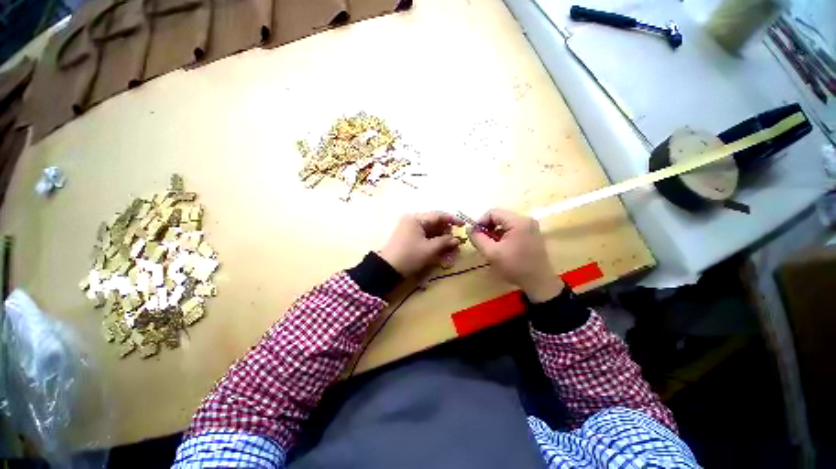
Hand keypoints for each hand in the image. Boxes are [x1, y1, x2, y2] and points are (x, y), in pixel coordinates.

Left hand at [379, 212, 463, 276]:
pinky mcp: (408, 237)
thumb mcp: (429, 249)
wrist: (387, 269)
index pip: (438, 215)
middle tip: (456, 242)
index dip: (452, 220)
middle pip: (434, 223)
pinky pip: (424, 236)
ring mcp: (409, 229)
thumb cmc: (410, 256)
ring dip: (441, 238)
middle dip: (446, 232)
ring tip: (450, 248)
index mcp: (416, 219)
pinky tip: (440, 249)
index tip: (463, 226)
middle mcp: (413, 220)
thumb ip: (445, 242)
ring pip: (430, 231)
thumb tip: (457, 239)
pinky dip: (433, 242)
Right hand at [468, 209, 563, 302]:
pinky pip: (513, 229)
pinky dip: (503, 236)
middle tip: (481, 241)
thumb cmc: (514, 266)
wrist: (539, 282)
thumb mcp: (491, 253)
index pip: (493, 212)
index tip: (474, 234)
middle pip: (500, 217)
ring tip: (490, 246)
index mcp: (518, 221)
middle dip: (488, 228)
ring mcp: (531, 227)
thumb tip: (469, 229)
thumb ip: (477, 238)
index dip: (480, 222)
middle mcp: (526, 220)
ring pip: (506, 224)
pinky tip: (501, 248)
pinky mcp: (532, 235)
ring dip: (495, 232)